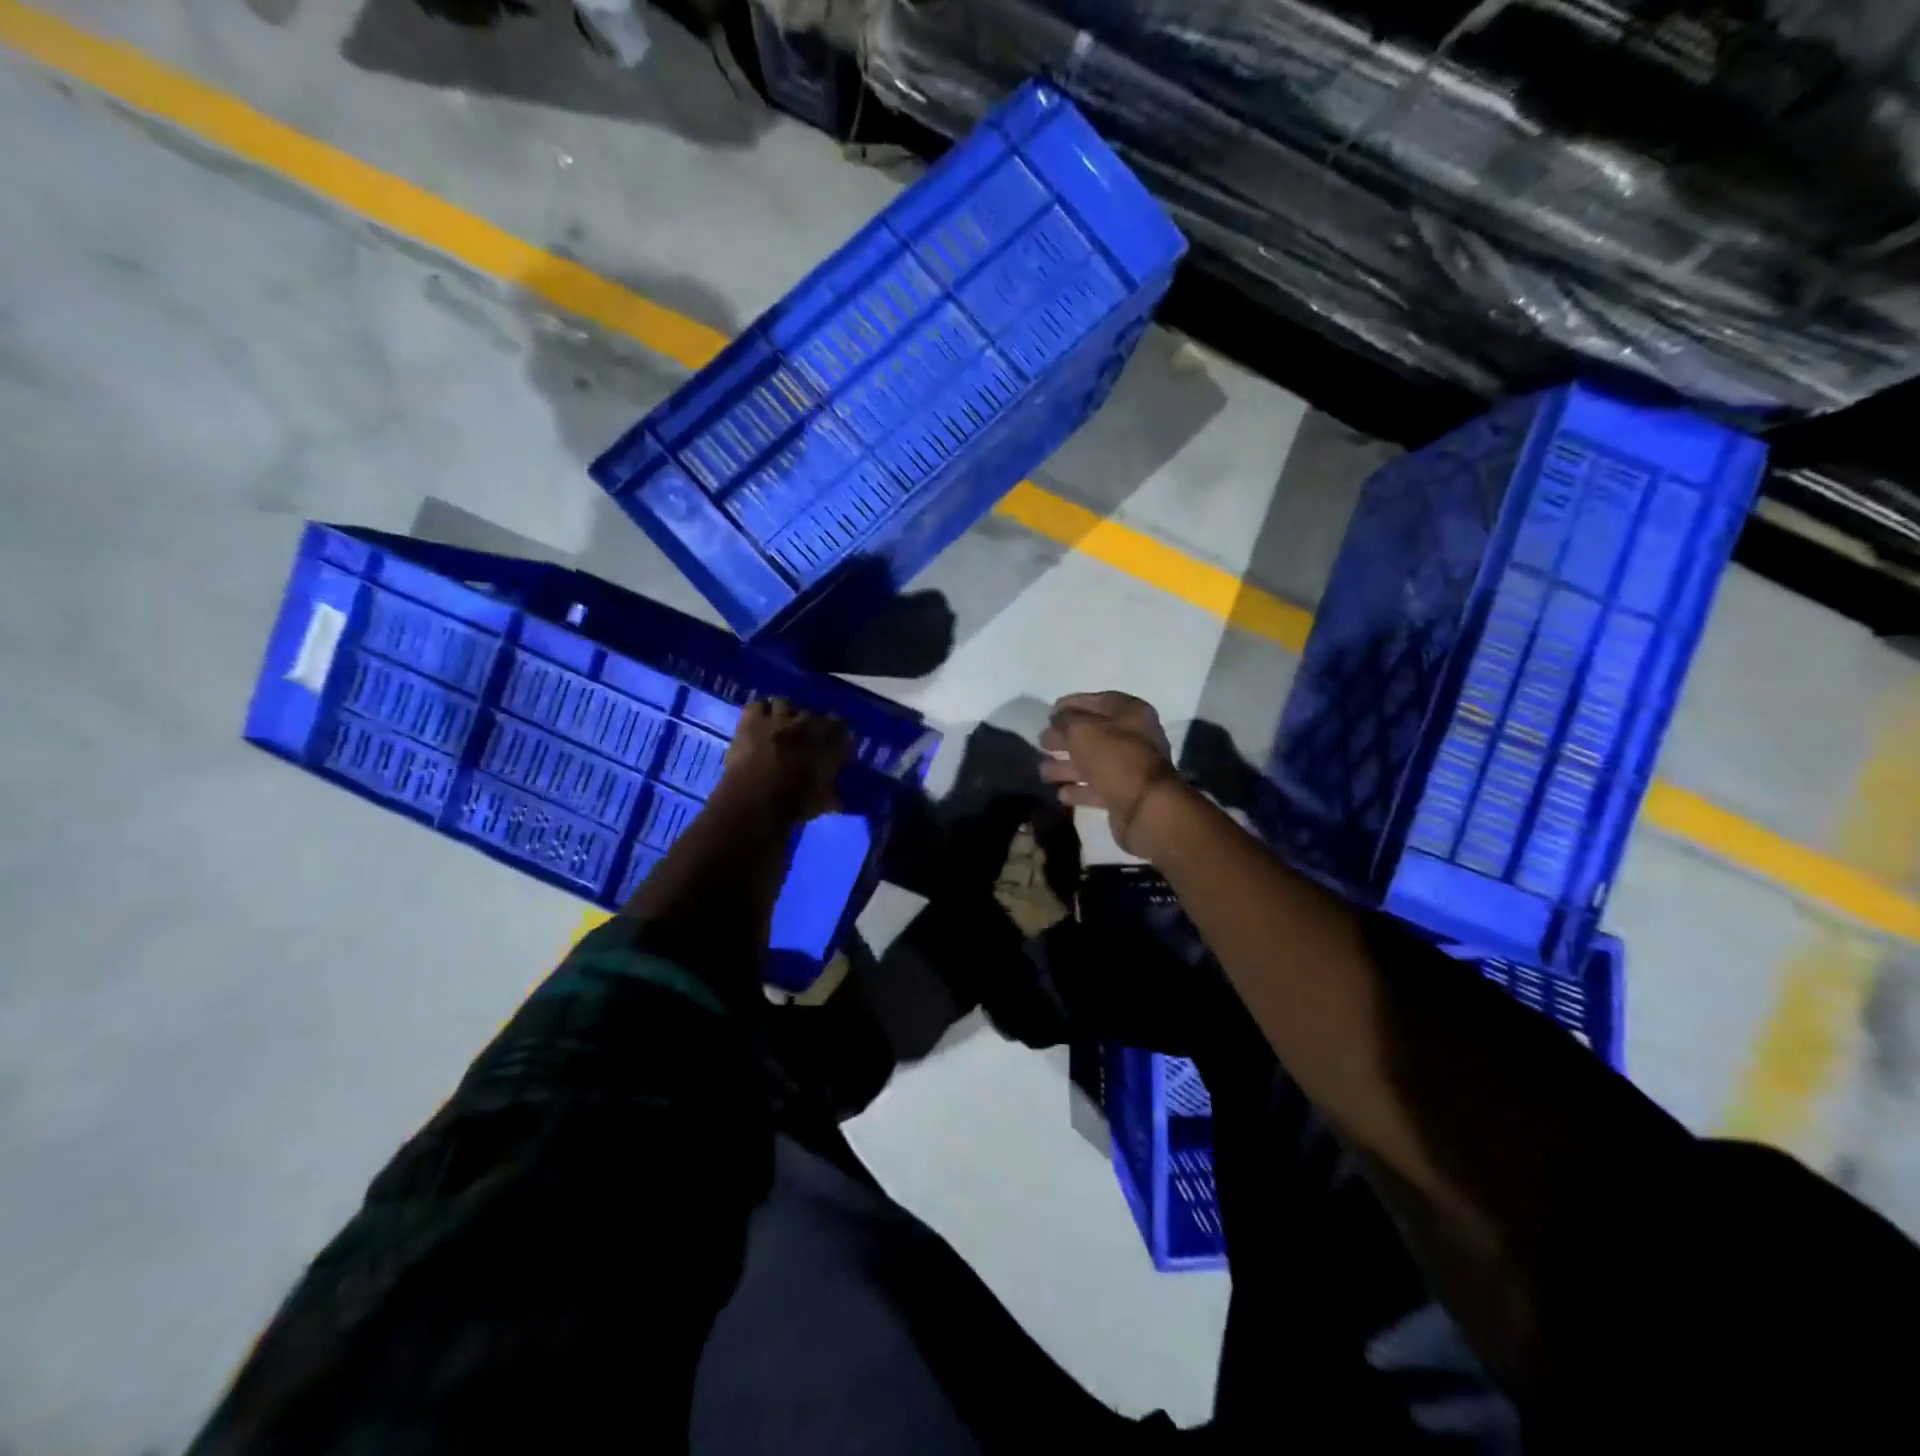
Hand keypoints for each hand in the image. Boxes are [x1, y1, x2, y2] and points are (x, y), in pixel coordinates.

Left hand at [718, 699, 848, 823]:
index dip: (839, 735)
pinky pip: (758, 706)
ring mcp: (778, 719)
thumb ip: (832, 795)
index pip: (841, 729)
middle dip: (812, 724)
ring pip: (786, 704)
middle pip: (814, 715)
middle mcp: (806, 725)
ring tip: (782, 725)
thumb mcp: (821, 803)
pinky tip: (760, 722)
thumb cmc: (792, 805)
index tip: (836, 744)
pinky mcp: (751, 720)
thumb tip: (838, 797)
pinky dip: (760, 712)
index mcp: (828, 743)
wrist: (752, 800)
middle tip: (806, 737)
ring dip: (786, 713)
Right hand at [1040, 692, 1183, 855]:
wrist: (1145, 808)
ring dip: (1067, 766)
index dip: (1073, 704)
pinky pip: (1097, 787)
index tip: (1049, 712)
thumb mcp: (1083, 731)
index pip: (1099, 701)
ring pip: (1092, 762)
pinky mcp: (1124, 794)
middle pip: (1093, 733)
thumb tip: (1056, 719)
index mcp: (1131, 713)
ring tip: (1042, 771)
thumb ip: (1065, 721)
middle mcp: (1134, 737)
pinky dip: (1079, 789)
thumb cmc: (1115, 759)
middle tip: (1041, 742)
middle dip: (1065, 738)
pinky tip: (1060, 793)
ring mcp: (1130, 767)